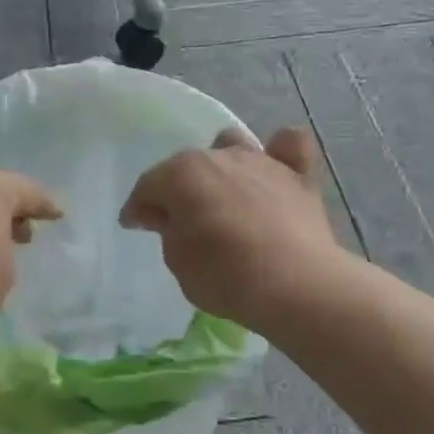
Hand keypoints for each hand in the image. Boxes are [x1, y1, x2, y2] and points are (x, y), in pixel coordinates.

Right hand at [120, 127, 348, 329]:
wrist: (297, 287)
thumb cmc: (226, 277)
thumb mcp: (178, 262)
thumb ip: (168, 231)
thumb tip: (168, 215)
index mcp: (182, 173)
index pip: (149, 185)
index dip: (138, 207)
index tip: (134, 225)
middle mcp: (220, 156)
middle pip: (188, 165)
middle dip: (177, 189)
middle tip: (177, 222)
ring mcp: (262, 161)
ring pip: (233, 147)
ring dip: (222, 166)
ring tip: (224, 195)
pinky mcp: (299, 176)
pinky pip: (290, 146)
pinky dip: (281, 152)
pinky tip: (276, 169)